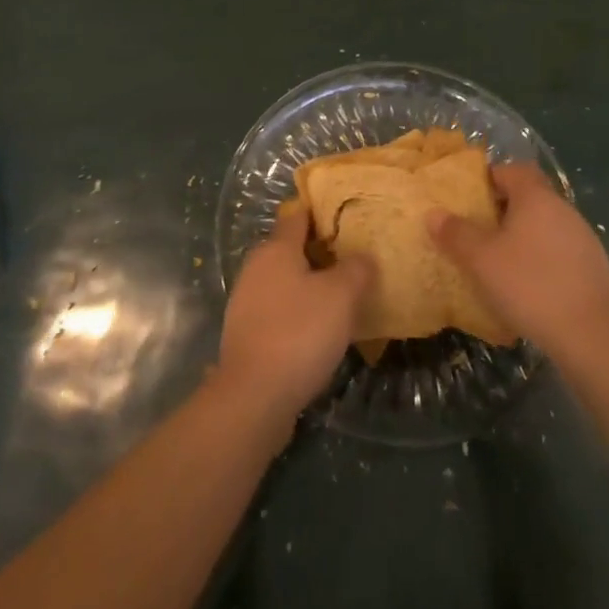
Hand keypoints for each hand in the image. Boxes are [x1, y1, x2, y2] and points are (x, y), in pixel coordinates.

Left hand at [216, 210, 373, 433]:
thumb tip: (363, 255)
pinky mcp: (245, 333)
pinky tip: (317, 332)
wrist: (253, 396)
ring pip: (283, 281)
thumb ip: (356, 269)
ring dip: (308, 285)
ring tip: (340, 298)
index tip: (345, 217)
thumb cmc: (299, 333)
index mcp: (276, 248)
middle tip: (351, 260)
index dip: (321, 212)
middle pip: (290, 248)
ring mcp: (246, 300)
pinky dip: (296, 313)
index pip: (298, 215)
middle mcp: (256, 266)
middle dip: (318, 252)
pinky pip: (277, 310)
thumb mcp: (341, 296)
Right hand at [428, 163, 608, 363]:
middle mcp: (563, 208)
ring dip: (524, 236)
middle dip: (503, 210)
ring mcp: (583, 238)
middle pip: (529, 196)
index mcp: (536, 197)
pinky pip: (560, 250)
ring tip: (501, 261)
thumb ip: (455, 233)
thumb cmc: (528, 284)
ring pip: (545, 224)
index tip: (470, 200)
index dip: (489, 179)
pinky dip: (542, 258)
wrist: (589, 336)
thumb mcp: (480, 259)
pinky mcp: (595, 267)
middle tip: (479, 232)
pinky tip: (530, 286)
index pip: (511, 170)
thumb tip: (434, 213)